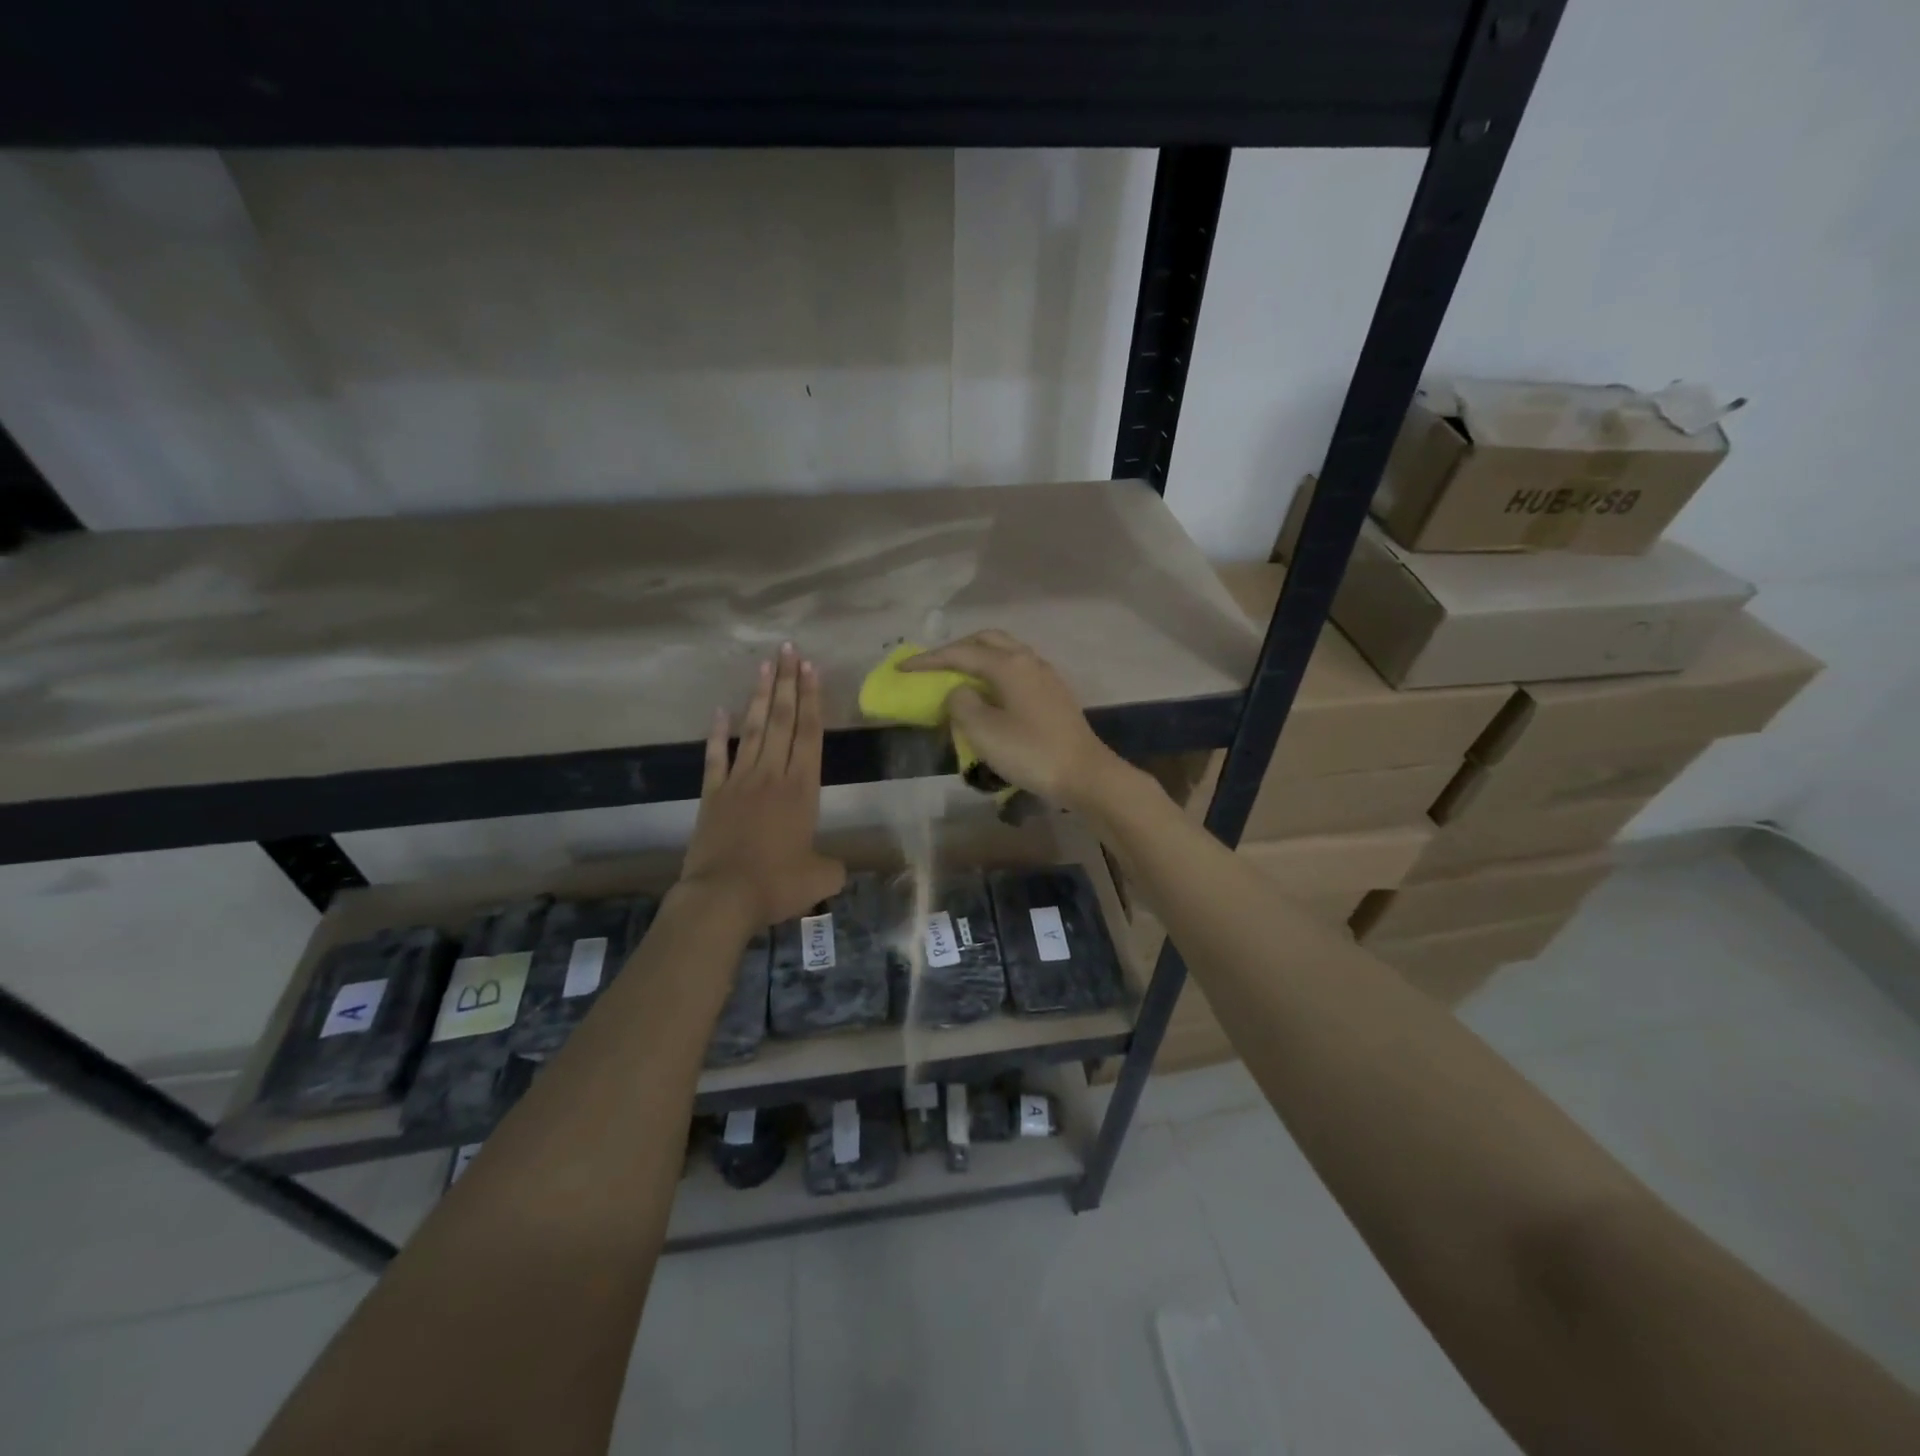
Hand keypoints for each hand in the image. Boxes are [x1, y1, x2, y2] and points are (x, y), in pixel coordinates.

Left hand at [680, 644, 845, 928]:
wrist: (722, 897)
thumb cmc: (777, 884)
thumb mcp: (820, 879)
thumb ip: (833, 867)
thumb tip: (837, 868)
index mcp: (802, 789)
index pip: (810, 734)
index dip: (812, 699)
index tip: (810, 668)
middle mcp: (772, 775)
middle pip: (783, 720)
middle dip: (787, 683)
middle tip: (788, 650)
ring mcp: (739, 781)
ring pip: (753, 730)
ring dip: (760, 696)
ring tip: (765, 665)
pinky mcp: (712, 794)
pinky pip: (716, 757)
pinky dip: (717, 733)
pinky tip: (720, 710)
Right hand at [903, 630, 1123, 811]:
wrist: (1085, 774)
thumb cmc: (1030, 752)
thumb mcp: (983, 730)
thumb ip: (961, 703)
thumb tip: (958, 691)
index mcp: (1008, 664)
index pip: (960, 653)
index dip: (928, 660)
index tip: (902, 668)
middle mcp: (1028, 660)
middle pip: (987, 641)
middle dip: (957, 649)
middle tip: (933, 666)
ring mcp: (1045, 676)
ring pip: (1005, 653)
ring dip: (978, 658)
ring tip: (958, 677)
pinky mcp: (1054, 694)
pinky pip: (1017, 670)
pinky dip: (995, 673)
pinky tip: (989, 694)